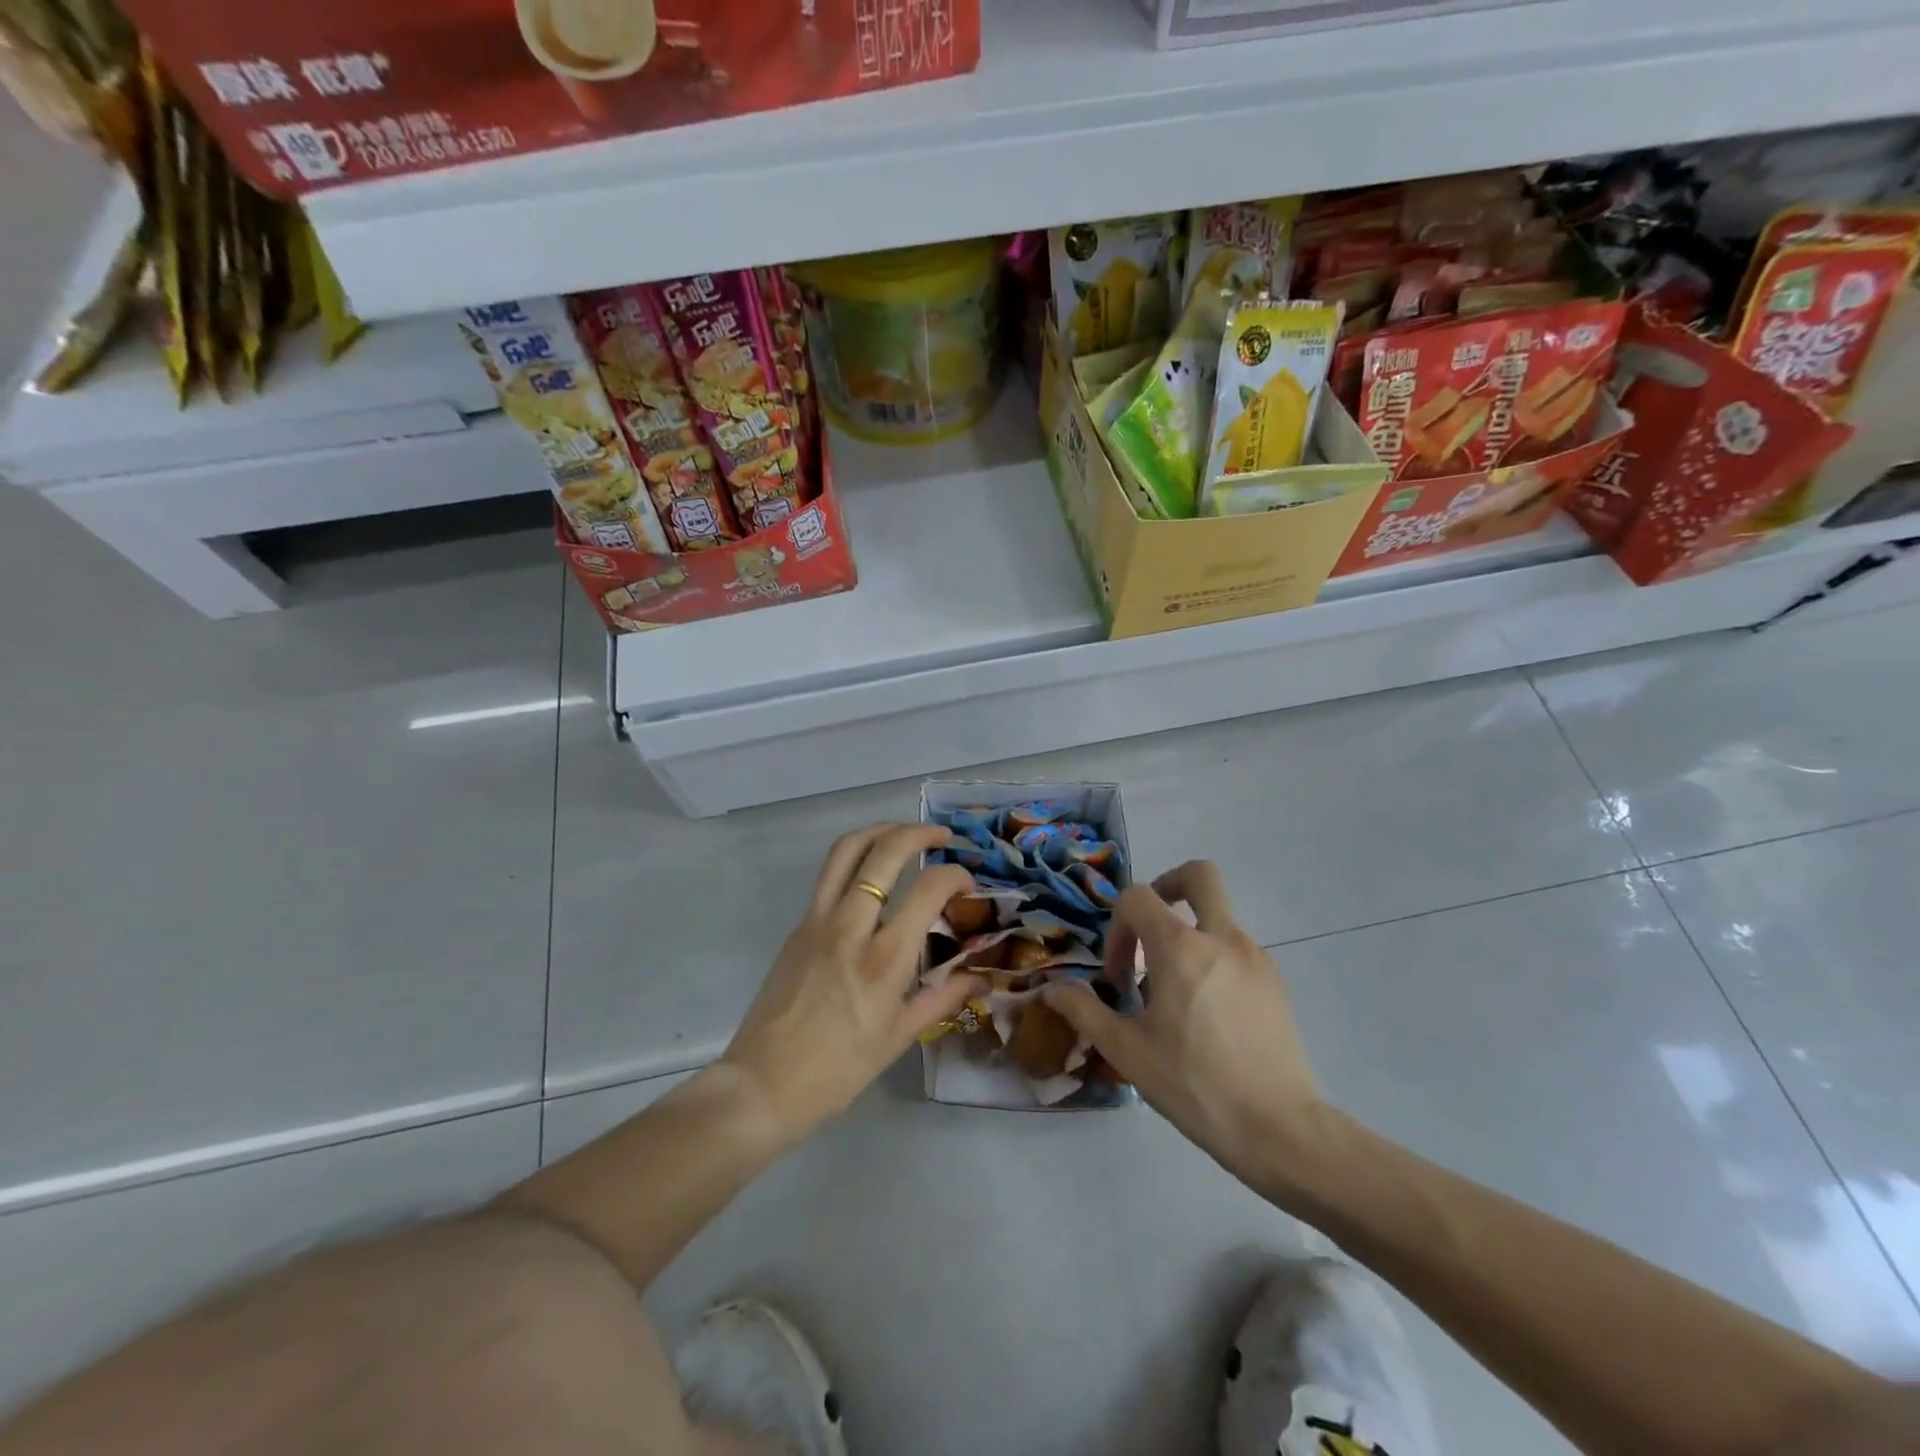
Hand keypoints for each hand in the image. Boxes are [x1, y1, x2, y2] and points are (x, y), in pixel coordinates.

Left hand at [722, 823, 984, 1143]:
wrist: (763, 1083)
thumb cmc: (839, 1069)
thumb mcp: (899, 1037)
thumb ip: (943, 998)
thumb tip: (982, 979)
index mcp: (884, 959)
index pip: (928, 889)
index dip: (955, 875)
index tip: (967, 882)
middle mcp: (851, 926)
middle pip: (885, 852)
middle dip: (919, 833)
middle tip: (942, 837)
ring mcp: (818, 920)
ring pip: (847, 850)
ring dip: (880, 830)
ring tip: (904, 833)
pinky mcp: (798, 925)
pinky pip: (829, 874)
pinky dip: (855, 857)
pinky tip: (872, 872)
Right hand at [1042, 861, 1322, 1183]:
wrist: (1279, 1128)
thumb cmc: (1194, 1086)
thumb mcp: (1127, 1051)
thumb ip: (1084, 1011)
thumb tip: (1051, 989)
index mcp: (1180, 948)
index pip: (1138, 898)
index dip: (1117, 928)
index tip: (1120, 977)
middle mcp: (1221, 938)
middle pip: (1199, 875)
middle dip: (1169, 885)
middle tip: (1150, 926)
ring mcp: (1255, 956)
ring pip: (1218, 915)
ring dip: (1189, 933)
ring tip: (1174, 991)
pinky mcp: (1275, 981)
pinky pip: (1236, 948)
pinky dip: (1213, 959)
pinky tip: (1206, 1011)